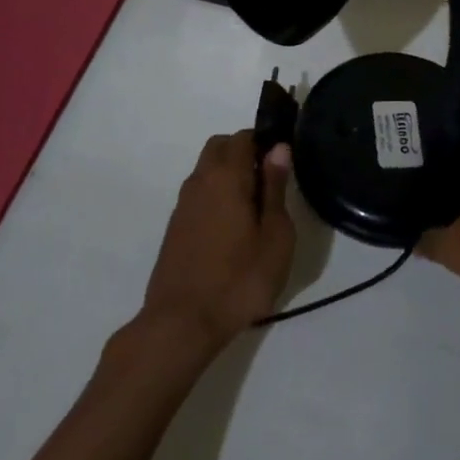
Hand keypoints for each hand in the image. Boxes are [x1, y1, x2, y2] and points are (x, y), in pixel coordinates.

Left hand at [139, 130, 294, 353]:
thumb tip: (278, 149)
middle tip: (270, 181)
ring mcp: (183, 203)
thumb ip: (275, 189)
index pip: (244, 137)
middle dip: (244, 152)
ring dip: (229, 173)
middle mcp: (200, 180)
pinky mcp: (175, 226)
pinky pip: (199, 193)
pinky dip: (216, 194)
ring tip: (254, 207)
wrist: (183, 322)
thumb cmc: (240, 279)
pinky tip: (232, 226)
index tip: (283, 160)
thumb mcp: (275, 236)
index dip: (265, 140)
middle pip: (221, 147)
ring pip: (207, 169)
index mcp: (226, 176)